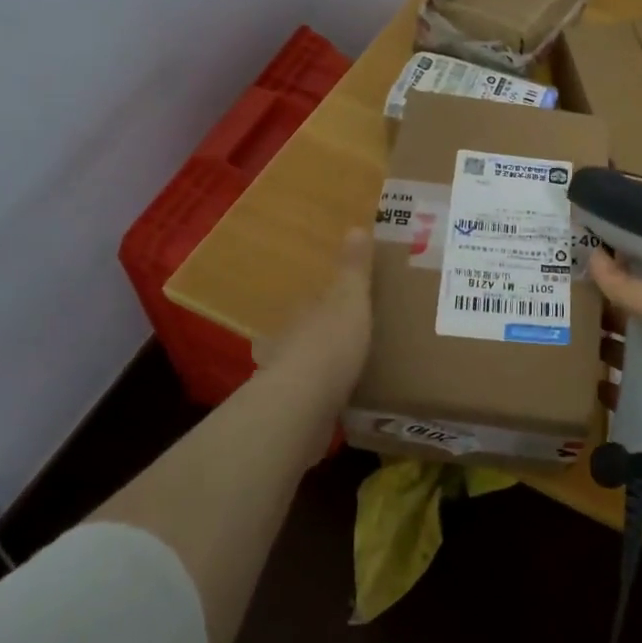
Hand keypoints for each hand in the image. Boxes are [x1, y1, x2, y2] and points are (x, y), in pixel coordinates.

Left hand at [258, 228, 373, 406]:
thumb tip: (355, 227)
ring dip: (319, 372)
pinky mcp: (292, 415)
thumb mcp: (350, 298)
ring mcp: (286, 381)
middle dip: (320, 339)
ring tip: (349, 376)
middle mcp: (286, 344)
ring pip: (304, 371)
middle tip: (349, 342)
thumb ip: (353, 268)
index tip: (345, 307)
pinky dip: (323, 403)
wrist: (304, 404)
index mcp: (302, 314)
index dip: (326, 303)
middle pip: (303, 337)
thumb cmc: (331, 343)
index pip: (311, 303)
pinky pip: (311, 403)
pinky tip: (341, 408)